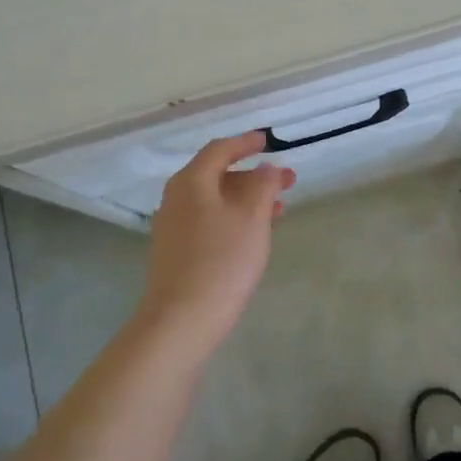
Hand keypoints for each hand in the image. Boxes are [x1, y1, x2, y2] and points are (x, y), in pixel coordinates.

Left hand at [142, 133, 294, 342]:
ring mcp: (173, 227)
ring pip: (215, 200)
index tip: (268, 141)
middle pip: (217, 175)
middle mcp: (176, 198)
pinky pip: (209, 221)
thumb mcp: (252, 217)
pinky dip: (234, 218)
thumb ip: (262, 184)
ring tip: (280, 209)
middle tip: (288, 181)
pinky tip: (254, 234)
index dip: (245, 143)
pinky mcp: (176, 251)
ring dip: (247, 199)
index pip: (219, 150)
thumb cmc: (222, 261)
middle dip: (254, 176)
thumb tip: (265, 168)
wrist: (182, 320)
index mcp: (191, 182)